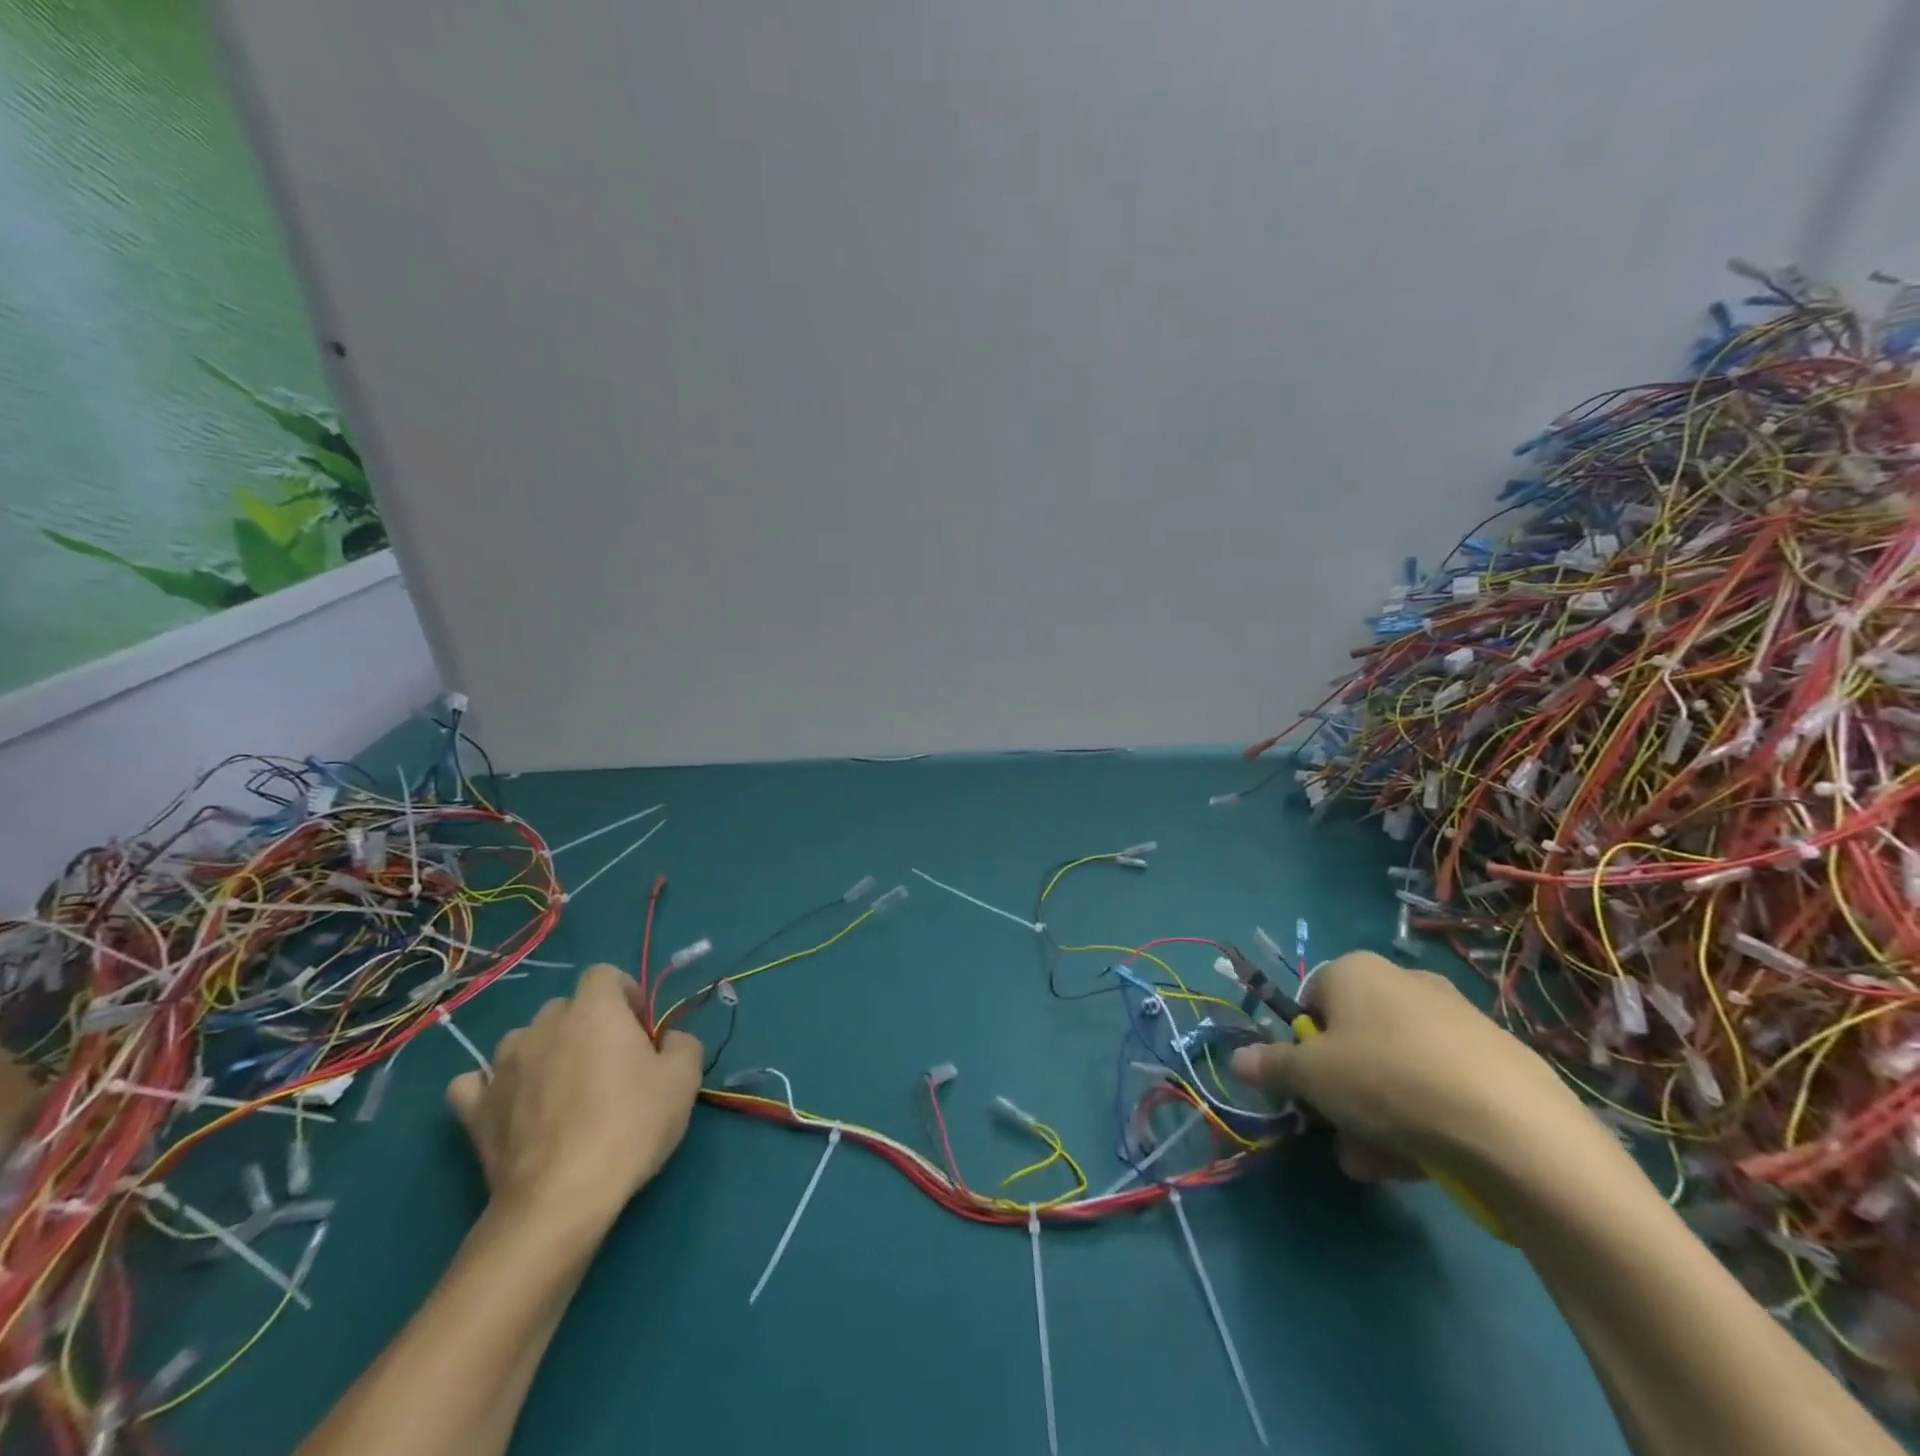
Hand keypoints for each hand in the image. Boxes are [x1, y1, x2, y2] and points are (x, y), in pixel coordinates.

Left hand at [446, 965, 701, 1230]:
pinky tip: (511, 1106)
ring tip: (562, 1091)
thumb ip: (682, 1043)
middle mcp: (544, 1025)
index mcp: (594, 1009)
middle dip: (588, 1026)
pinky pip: (476, 1084)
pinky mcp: (474, 1110)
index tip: (641, 1030)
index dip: (625, 995)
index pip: (605, 974)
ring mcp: (501, 1066)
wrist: (562, 1197)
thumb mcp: (684, 1079)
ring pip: (524, 1040)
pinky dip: (492, 1088)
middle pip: (566, 1007)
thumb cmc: (630, 1125)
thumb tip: (667, 1041)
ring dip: (544, 1053)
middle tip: (610, 1065)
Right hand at [1230, 951, 1592, 1181]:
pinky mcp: (1498, 1059)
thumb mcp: (1311, 1077)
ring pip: (1396, 1069)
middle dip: (1342, 1093)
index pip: (1311, 1003)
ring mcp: (1456, 1018)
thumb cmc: (1388, 1081)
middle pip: (1354, 1040)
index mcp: (1355, 970)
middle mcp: (1404, 982)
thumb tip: (1237, 1059)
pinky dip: (1425, 1118)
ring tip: (1381, 1165)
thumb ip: (1271, 1066)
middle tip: (1343, 1137)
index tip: (1310, 1090)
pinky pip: (1441, 1085)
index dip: (1304, 1049)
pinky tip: (1426, 1162)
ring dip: (1377, 1117)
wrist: (1515, 1129)